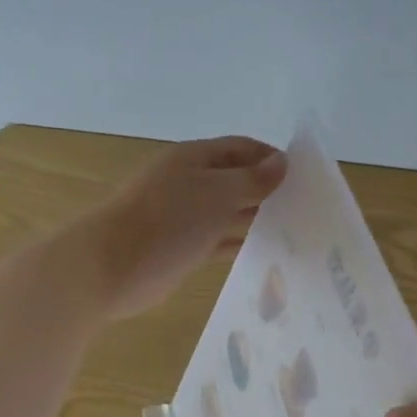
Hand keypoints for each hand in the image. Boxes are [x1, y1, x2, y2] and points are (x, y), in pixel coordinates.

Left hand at [71, 136, 286, 318]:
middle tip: (308, 209)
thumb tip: (282, 161)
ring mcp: (184, 216)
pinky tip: (267, 253)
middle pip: (237, 180)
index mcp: (195, 158)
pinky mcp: (182, 247)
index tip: (306, 177)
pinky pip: (218, 240)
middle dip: (268, 191)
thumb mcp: (217, 193)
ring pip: (229, 212)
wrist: (109, 268)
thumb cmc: (168, 221)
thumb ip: (253, 179)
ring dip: (256, 219)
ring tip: (296, 232)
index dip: (273, 158)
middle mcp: (190, 182)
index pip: (243, 148)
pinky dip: (240, 243)